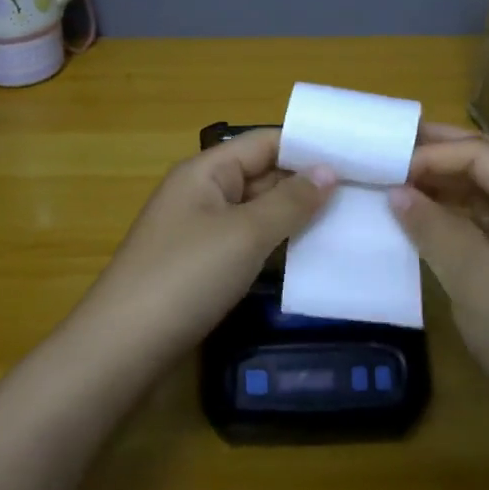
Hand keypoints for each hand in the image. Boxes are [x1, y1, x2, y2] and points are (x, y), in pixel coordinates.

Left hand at [85, 129, 335, 355]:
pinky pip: (247, 241)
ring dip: (295, 215)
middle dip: (307, 183)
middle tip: (365, 192)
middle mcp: (203, 192)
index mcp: (206, 170)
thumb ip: (290, 201)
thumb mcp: (245, 234)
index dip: (308, 146)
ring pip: (257, 211)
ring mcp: (200, 230)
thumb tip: (329, 171)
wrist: (123, 347)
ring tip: (350, 219)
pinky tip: (309, 253)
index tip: (358, 157)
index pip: (265, 142)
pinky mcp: (201, 265)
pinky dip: (276, 243)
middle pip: (262, 174)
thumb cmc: (186, 276)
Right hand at [389, 126, 488, 420]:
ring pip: (483, 197)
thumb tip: (394, 191)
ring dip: (444, 184)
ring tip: (400, 178)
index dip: (438, 154)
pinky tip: (420, 218)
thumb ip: (433, 227)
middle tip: (396, 147)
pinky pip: (479, 228)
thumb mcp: (475, 277)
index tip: (393, 166)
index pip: (486, 158)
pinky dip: (449, 217)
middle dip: (444, 153)